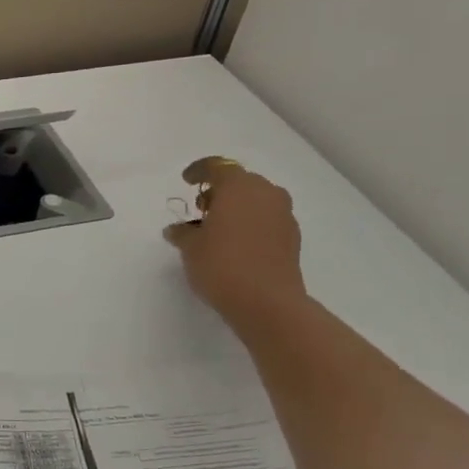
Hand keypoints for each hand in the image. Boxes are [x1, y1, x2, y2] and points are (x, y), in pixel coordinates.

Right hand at [163, 156, 306, 323]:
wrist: (266, 302)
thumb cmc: (222, 265)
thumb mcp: (191, 248)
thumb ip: (182, 233)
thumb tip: (177, 230)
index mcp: (239, 187)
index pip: (217, 166)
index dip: (199, 171)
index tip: (187, 180)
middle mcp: (265, 193)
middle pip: (240, 181)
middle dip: (219, 191)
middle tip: (201, 209)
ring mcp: (283, 215)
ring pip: (256, 200)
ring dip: (237, 207)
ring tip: (217, 228)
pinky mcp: (292, 237)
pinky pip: (266, 219)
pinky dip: (250, 223)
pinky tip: (236, 244)